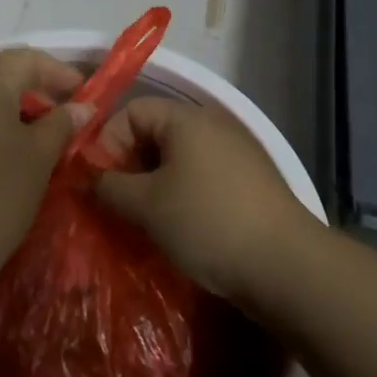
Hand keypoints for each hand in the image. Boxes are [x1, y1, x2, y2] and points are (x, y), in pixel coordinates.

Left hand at [0, 50, 91, 268]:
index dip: (60, 73)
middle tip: (66, 114)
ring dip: (13, 108)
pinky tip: (7, 151)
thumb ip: (62, 123)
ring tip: (41, 134)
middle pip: (0, 75)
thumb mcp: (39, 156)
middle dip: (36, 90)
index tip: (86, 94)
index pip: (27, 59)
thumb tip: (81, 107)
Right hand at [94, 98, 314, 299]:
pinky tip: (179, 226)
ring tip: (144, 219)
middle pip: (155, 133)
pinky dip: (182, 193)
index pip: (130, 112)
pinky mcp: (250, 181)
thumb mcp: (146, 205)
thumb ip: (109, 186)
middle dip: (129, 165)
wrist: (285, 265)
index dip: (106, 142)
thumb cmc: (207, 222)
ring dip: (154, 183)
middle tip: (117, 203)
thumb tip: (92, 179)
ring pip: (178, 158)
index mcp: (187, 118)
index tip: (99, 182)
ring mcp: (237, 152)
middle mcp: (214, 124)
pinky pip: (202, 176)